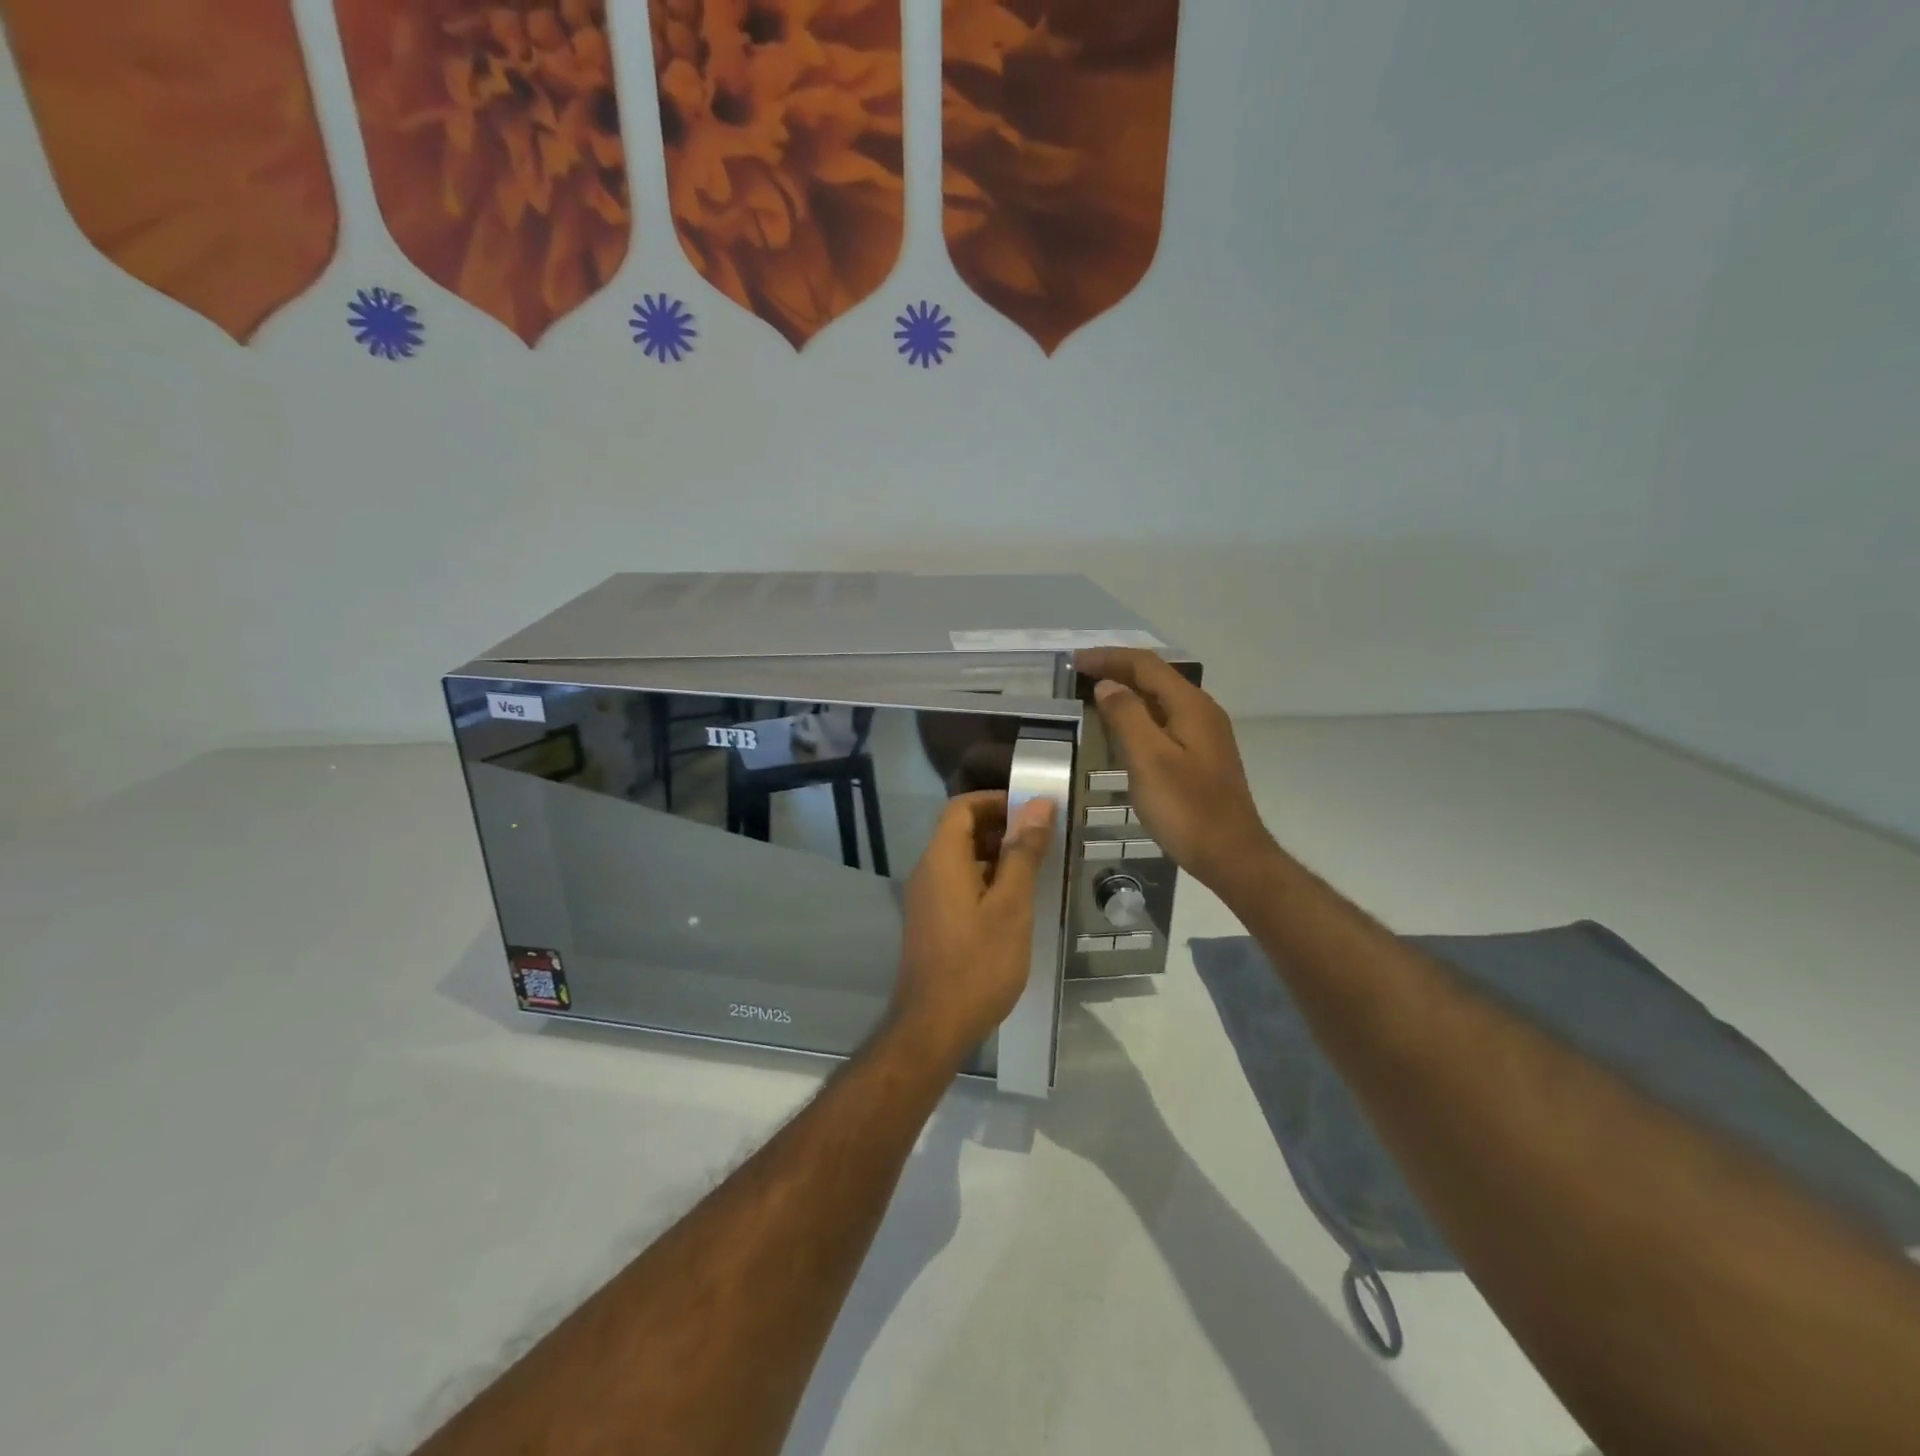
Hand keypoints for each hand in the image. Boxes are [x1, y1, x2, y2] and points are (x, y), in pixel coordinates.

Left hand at [890, 791, 1057, 1066]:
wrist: (934, 1026)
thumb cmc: (978, 963)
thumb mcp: (1011, 905)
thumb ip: (1022, 853)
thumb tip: (1036, 804)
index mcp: (942, 859)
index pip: (961, 807)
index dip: (995, 801)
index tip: (1031, 811)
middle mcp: (927, 872)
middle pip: (960, 831)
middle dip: (1000, 828)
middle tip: (1041, 841)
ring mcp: (926, 899)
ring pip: (960, 860)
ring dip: (995, 856)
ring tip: (1035, 871)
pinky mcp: (931, 922)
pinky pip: (958, 884)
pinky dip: (985, 880)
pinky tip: (1014, 903)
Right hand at [1074, 648, 1273, 895]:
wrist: (1231, 855)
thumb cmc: (1186, 808)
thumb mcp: (1148, 759)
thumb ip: (1126, 716)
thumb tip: (1108, 685)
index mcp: (1190, 706)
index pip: (1146, 665)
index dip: (1109, 658)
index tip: (1074, 661)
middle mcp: (1201, 711)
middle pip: (1155, 677)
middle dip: (1117, 669)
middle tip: (1080, 675)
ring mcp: (1204, 734)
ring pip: (1160, 699)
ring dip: (1127, 692)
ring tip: (1094, 696)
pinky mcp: (1201, 756)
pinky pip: (1164, 720)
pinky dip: (1138, 715)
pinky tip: (1122, 730)